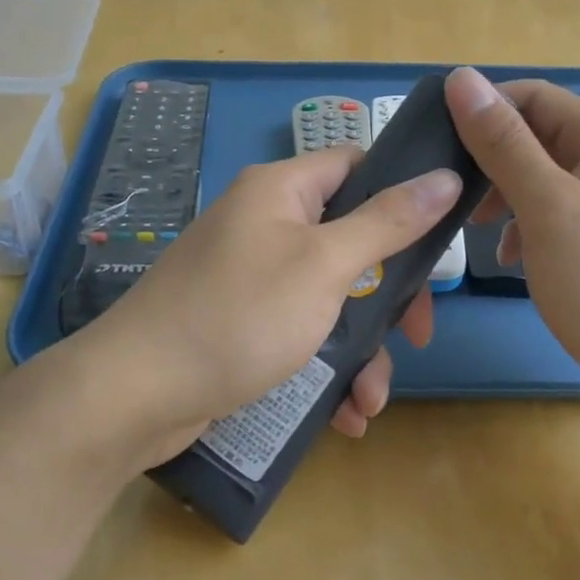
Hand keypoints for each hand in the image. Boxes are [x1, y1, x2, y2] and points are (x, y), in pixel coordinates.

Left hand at [66, 148, 461, 473]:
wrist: (135, 394)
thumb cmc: (239, 315)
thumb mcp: (324, 266)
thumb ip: (387, 222)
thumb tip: (444, 177)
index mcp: (281, 191)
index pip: (356, 165)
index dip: (400, 193)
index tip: (435, 239)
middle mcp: (264, 223)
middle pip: (350, 240)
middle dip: (387, 295)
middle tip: (414, 336)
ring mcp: (250, 275)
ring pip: (329, 297)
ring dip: (360, 348)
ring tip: (370, 401)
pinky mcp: (240, 322)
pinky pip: (299, 331)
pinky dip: (326, 366)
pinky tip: (343, 414)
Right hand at [443, 67, 579, 409]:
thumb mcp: (547, 209)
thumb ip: (503, 143)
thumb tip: (462, 78)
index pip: (533, 98)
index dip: (480, 115)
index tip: (438, 153)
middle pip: (544, 138)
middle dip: (494, 164)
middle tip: (454, 203)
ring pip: (554, 179)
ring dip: (512, 197)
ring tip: (480, 235)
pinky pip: (572, 214)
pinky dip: (537, 226)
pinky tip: (517, 258)